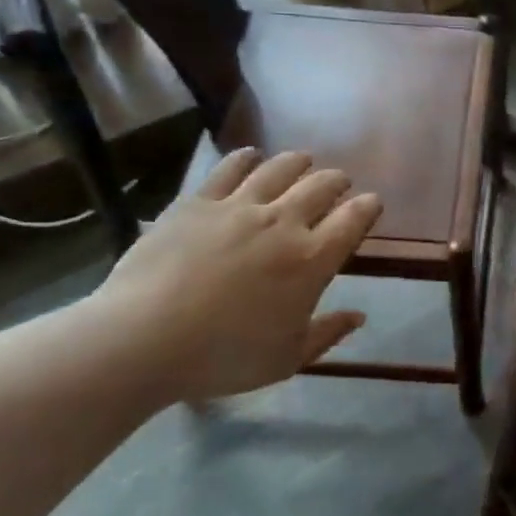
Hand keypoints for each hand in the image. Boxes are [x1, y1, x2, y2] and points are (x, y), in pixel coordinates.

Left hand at [87, 149, 381, 408]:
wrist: (143, 339)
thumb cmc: (224, 356)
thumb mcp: (287, 359)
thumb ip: (327, 334)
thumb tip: (359, 316)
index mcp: (311, 260)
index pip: (352, 221)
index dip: (367, 207)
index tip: (372, 203)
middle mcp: (282, 223)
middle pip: (321, 187)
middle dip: (337, 181)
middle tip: (339, 183)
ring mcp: (238, 207)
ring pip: (279, 169)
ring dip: (298, 163)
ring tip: (303, 161)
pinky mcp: (198, 202)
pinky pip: (229, 169)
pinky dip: (246, 158)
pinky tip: (250, 156)